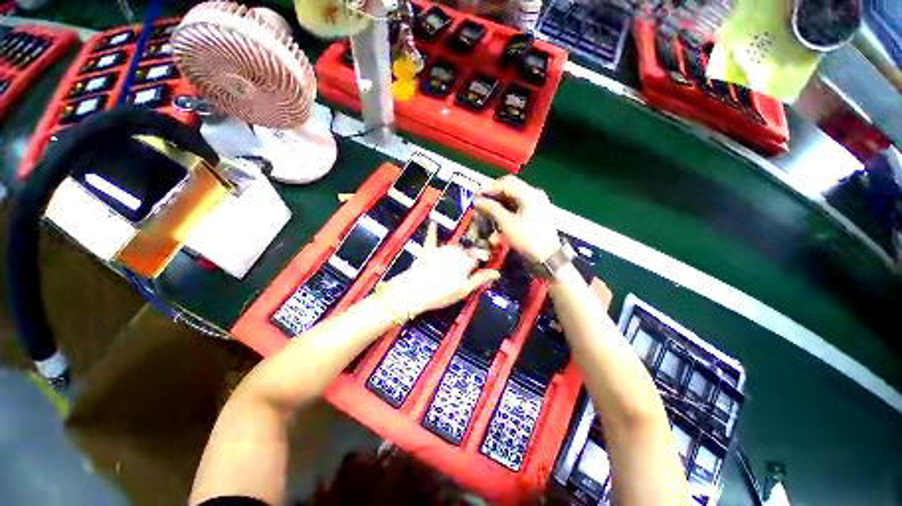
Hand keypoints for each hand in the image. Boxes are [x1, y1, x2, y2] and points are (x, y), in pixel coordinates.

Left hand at [383, 222, 499, 315]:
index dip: (482, 259)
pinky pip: (431, 238)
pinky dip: (432, 231)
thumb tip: (497, 273)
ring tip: (455, 263)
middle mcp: (455, 252)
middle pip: (466, 251)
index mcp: (466, 261)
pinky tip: (433, 222)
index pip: (479, 256)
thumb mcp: (464, 289)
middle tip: (466, 268)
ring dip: (456, 251)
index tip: (484, 261)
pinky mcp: (428, 250)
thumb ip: (481, 278)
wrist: (415, 291)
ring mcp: (441, 250)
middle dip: (469, 257)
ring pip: (453, 246)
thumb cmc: (442, 293)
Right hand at [475, 175, 561, 263]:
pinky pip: (519, 204)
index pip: (506, 183)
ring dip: (500, 201)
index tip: (477, 197)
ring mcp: (537, 202)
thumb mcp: (506, 223)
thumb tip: (477, 200)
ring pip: (514, 196)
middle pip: (510, 187)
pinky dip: (508, 208)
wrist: (547, 256)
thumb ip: (491, 208)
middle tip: (481, 204)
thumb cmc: (526, 239)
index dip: (489, 188)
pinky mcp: (537, 211)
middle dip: (494, 195)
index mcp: (529, 193)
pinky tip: (499, 215)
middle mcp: (535, 194)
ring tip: (488, 210)